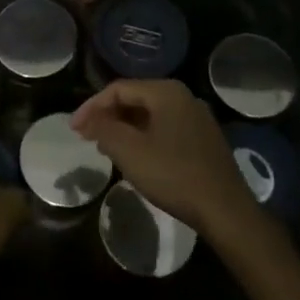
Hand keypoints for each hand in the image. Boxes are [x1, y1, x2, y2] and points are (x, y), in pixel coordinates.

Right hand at [71, 79, 258, 238]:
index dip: (92, 107)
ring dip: (124, 128)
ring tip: (106, 149)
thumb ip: (104, 129)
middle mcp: (183, 97)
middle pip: (135, 98)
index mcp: (166, 92)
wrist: (225, 210)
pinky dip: (144, 137)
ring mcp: (197, 118)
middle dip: (108, 117)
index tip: (74, 130)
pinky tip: (136, 158)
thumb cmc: (173, 175)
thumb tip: (89, 120)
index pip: (118, 89)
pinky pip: (165, 128)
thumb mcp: (130, 152)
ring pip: (150, 115)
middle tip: (87, 138)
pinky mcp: (204, 139)